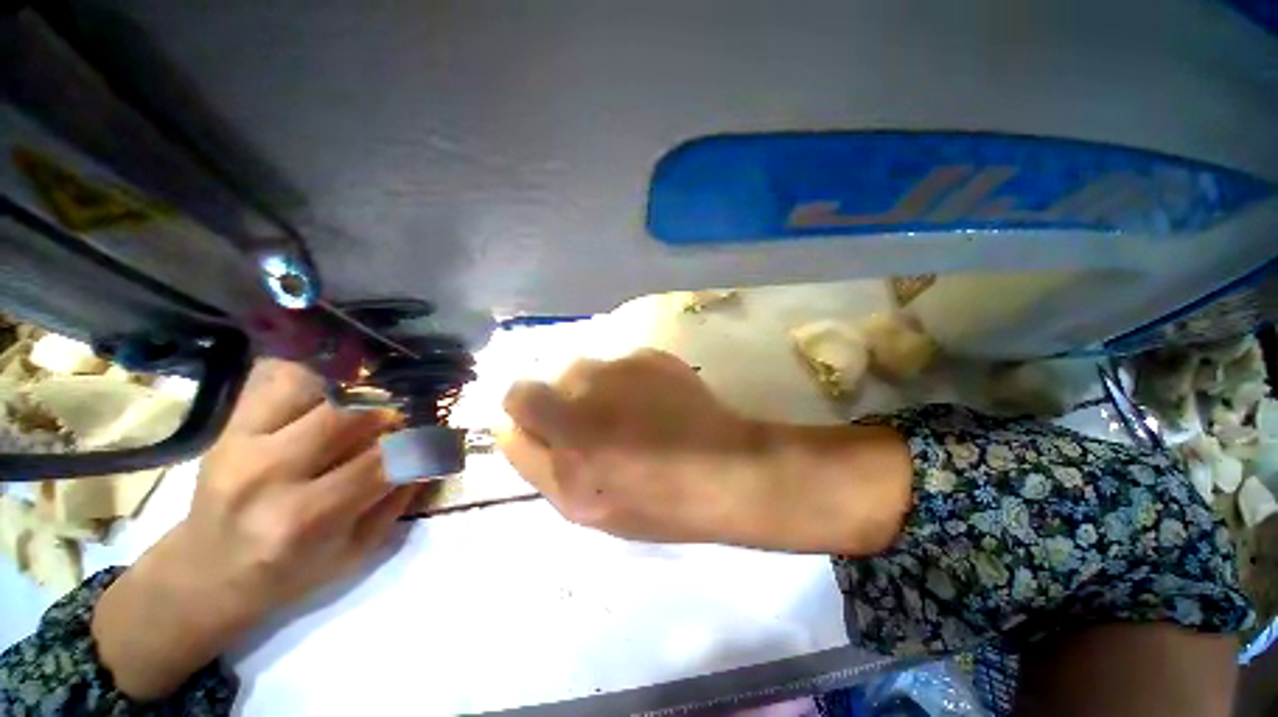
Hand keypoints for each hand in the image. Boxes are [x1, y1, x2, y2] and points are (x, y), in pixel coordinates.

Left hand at [93, 360, 418, 700]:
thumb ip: (397, 500)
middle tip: (404, 421)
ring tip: (367, 403)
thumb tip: (430, 453)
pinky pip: (277, 378)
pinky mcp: (227, 428)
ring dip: (354, 391)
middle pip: (351, 415)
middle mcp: (269, 474)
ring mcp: (241, 444)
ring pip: (315, 387)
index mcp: (305, 518)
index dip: (422, 443)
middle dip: (391, 414)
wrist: (204, 574)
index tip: (442, 436)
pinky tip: (329, 388)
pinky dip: (312, 376)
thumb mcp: (355, 553)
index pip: (384, 460)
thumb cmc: (288, 573)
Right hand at [498, 350, 912, 552]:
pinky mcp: (651, 355)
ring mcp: (623, 365)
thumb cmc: (655, 502)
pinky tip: (654, 403)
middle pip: (553, 377)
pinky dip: (627, 380)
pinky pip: (621, 363)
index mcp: (568, 430)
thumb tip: (510, 425)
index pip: (516, 395)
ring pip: (590, 369)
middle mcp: (589, 387)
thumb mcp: (582, 506)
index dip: (527, 410)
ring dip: (598, 389)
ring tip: (630, 415)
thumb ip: (535, 462)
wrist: (727, 471)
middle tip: (597, 427)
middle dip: (565, 401)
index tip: (547, 427)